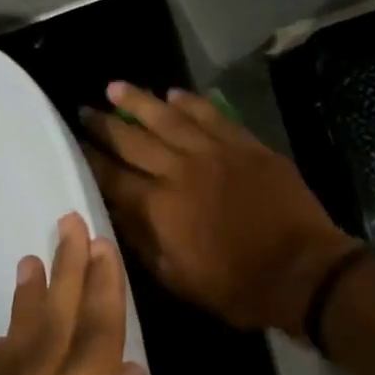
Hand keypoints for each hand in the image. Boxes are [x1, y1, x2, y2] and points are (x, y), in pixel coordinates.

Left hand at [0, 212, 176, 374]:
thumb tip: (124, 372)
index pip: (87, 348)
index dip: (100, 293)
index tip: (101, 245)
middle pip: (42, 341)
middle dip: (60, 279)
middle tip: (64, 226)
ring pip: (4, 365)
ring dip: (23, 311)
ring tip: (31, 264)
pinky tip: (1, 345)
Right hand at [81, 82, 361, 337]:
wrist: (301, 270)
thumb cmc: (236, 286)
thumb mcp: (176, 278)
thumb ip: (143, 241)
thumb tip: (118, 212)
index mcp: (158, 207)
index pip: (113, 176)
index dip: (90, 159)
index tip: (73, 143)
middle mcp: (180, 170)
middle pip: (134, 140)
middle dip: (105, 124)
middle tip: (85, 110)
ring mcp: (216, 152)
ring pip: (170, 118)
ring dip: (140, 102)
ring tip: (116, 87)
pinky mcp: (246, 146)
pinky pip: (212, 116)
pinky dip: (191, 103)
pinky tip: (174, 93)